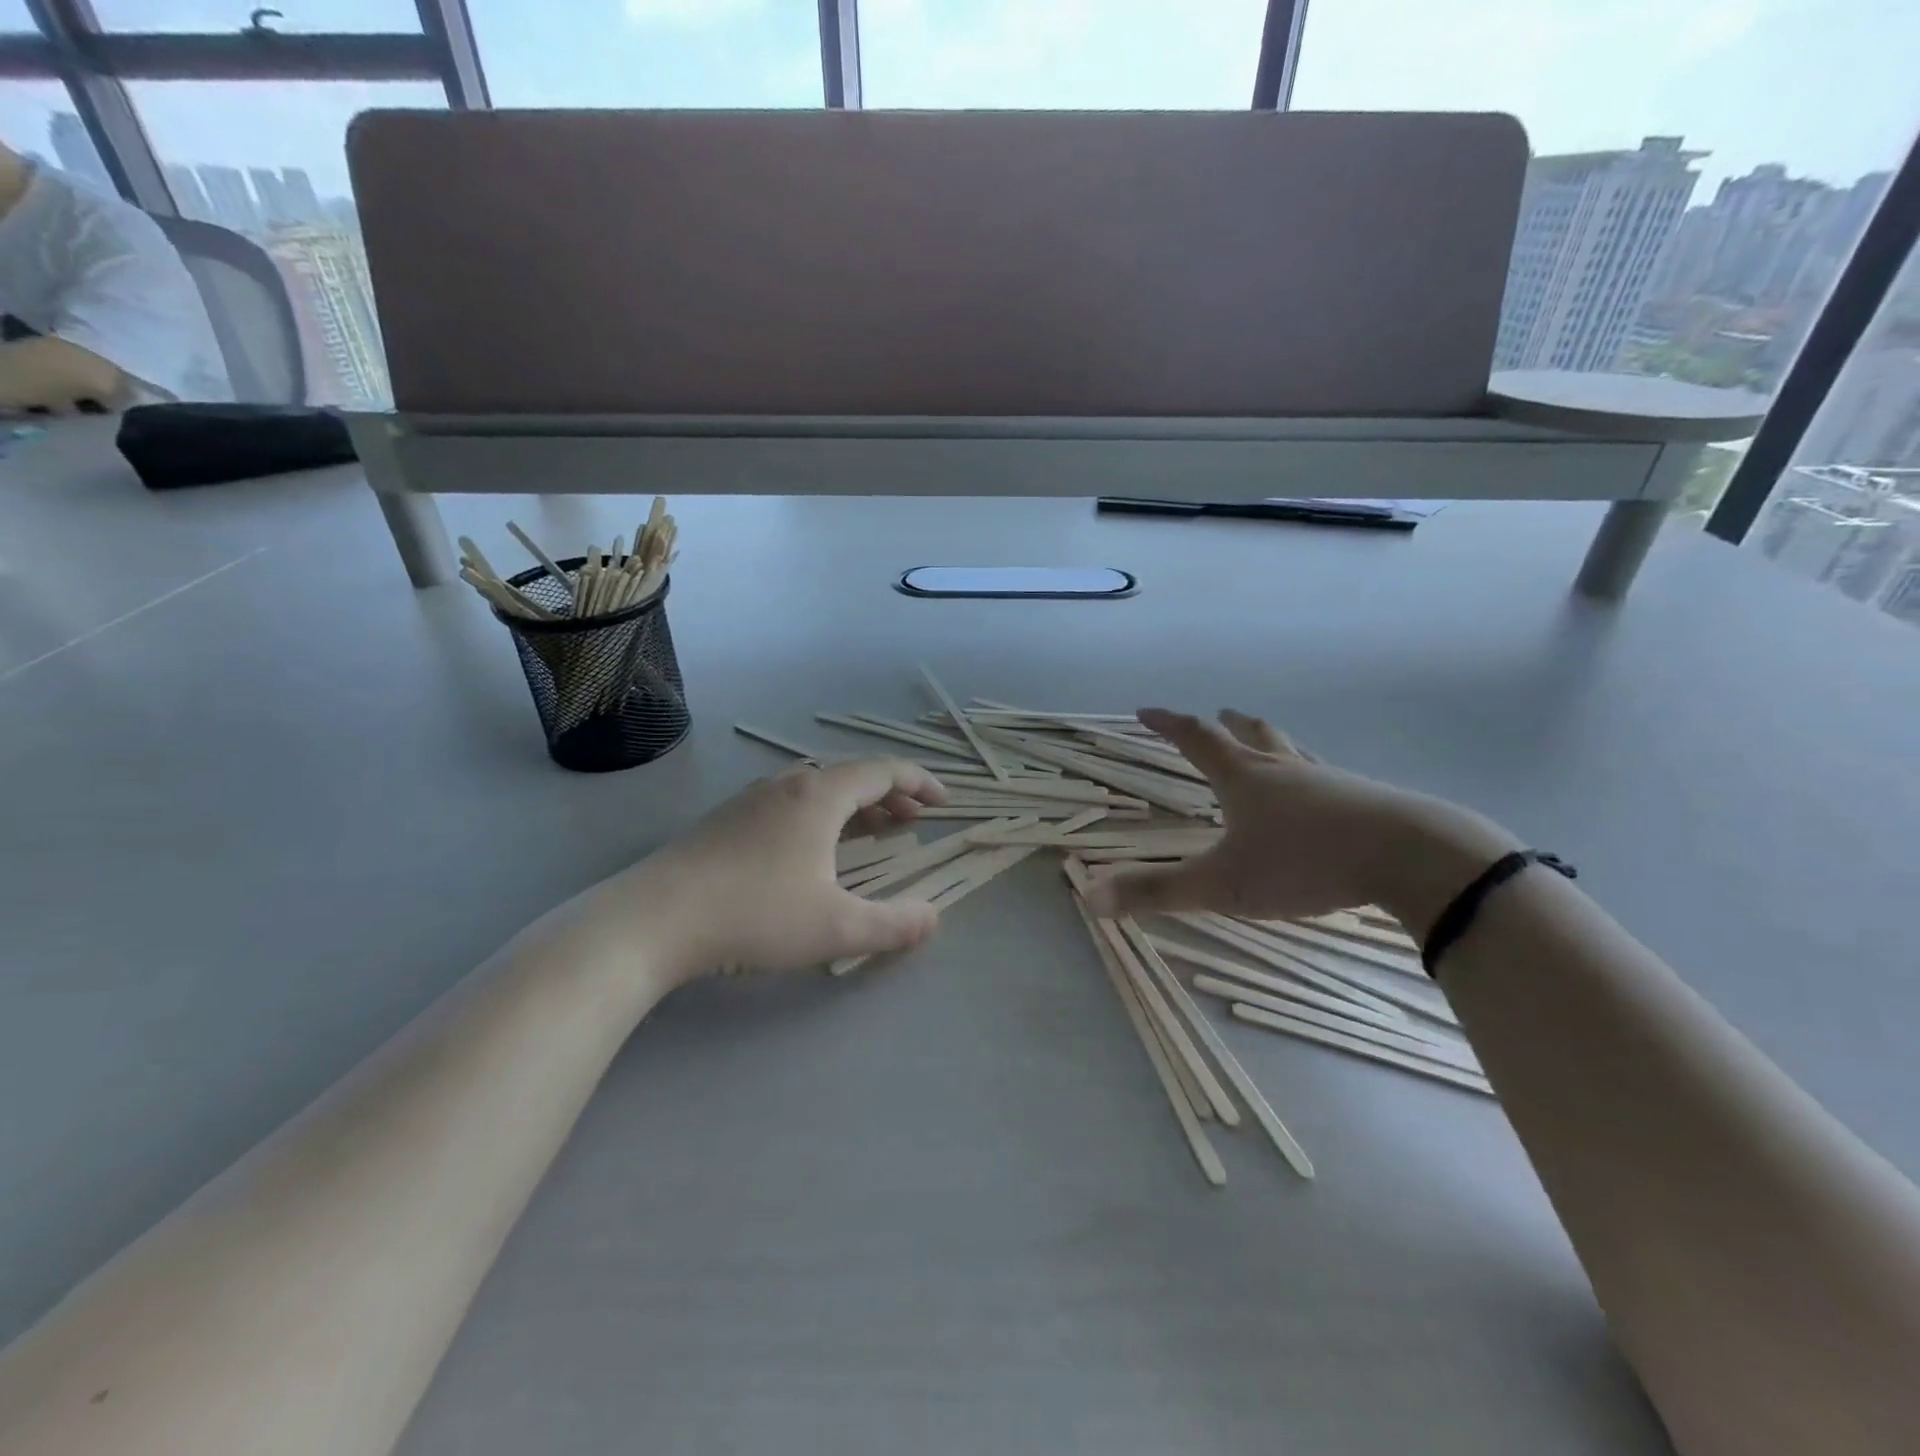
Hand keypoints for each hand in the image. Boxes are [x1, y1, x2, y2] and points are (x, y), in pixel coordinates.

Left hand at [594, 758, 950, 983]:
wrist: (653, 921)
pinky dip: (821, 817)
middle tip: (913, 820)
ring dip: (853, 807)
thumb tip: (933, 917)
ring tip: (872, 832)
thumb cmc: (755, 914)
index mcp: (820, 795)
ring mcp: (751, 800)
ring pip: (817, 791)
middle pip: (851, 777)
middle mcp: (787, 785)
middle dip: (889, 796)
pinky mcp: (725, 821)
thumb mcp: (836, 927)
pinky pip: (790, 805)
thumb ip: (893, 924)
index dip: (920, 782)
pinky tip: (812, 850)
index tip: (944, 802)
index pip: (883, 772)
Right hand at [1084, 709, 1517, 936]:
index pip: (1196, 739)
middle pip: (1252, 735)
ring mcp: (1331, 782)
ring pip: (1293, 753)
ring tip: (1267, 748)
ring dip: (1272, 744)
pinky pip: (1329, 779)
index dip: (1168, 724)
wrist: (1412, 858)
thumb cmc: (1305, 862)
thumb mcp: (1222, 884)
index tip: (1145, 711)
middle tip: (1219, 715)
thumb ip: (1157, 891)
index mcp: (1245, 778)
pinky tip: (1324, 797)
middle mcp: (1285, 770)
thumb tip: (1089, 898)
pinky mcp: (1368, 802)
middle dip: (1228, 725)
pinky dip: (1311, 777)